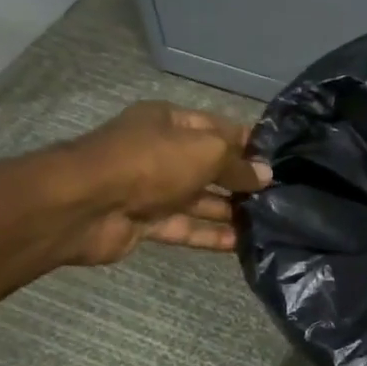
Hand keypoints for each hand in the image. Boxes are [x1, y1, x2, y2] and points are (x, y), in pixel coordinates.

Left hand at [42, 101, 270, 265]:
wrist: (86, 205)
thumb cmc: (151, 162)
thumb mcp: (205, 151)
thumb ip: (238, 164)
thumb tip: (266, 175)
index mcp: (171, 122)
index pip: (218, 128)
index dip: (248, 143)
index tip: (280, 160)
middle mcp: (161, 152)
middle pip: (209, 165)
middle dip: (241, 180)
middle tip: (279, 195)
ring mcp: (152, 189)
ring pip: (198, 199)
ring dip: (229, 209)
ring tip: (267, 222)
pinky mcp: (146, 223)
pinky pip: (185, 228)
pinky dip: (210, 234)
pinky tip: (241, 243)